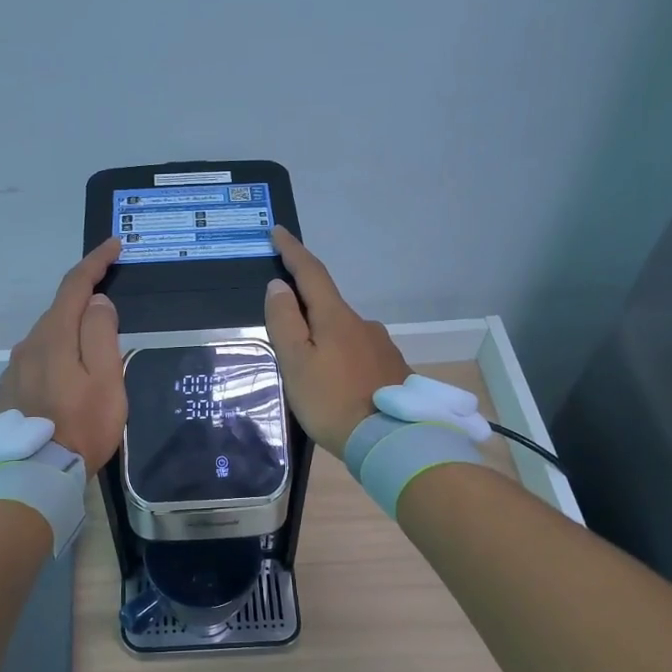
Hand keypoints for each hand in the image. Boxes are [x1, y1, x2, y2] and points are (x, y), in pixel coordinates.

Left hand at [0, 238, 127, 474]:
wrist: (36, 473)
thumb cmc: (82, 425)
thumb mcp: (106, 378)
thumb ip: (102, 334)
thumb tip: (97, 303)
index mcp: (53, 336)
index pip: (74, 285)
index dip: (95, 262)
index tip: (114, 246)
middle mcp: (28, 344)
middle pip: (60, 311)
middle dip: (86, 301)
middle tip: (113, 309)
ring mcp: (15, 367)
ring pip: (48, 337)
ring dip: (71, 332)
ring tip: (94, 351)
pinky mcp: (10, 389)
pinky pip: (38, 359)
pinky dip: (57, 355)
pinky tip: (68, 376)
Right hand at [263, 227, 412, 459]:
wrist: (390, 440)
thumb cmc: (332, 401)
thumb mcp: (296, 362)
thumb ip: (284, 321)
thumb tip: (279, 286)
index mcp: (336, 317)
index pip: (311, 273)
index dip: (293, 251)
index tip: (278, 231)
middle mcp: (363, 323)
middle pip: (328, 305)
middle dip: (306, 309)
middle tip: (285, 333)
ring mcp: (382, 346)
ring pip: (344, 332)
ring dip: (326, 339)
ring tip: (312, 372)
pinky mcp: (393, 369)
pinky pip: (359, 354)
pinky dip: (343, 360)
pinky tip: (338, 385)